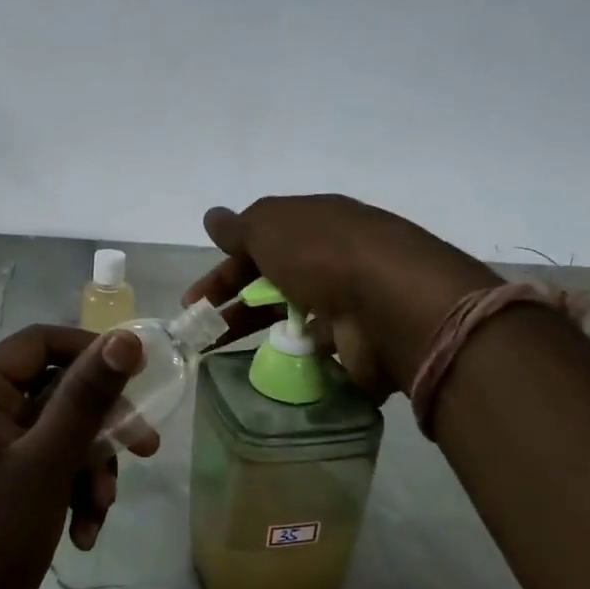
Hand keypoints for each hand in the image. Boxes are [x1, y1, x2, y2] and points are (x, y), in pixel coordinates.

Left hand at [0, 324, 153, 588]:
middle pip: (56, 392)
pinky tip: (83, 534)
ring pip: (57, 434)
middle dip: (100, 427)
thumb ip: (87, 397)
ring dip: (89, 469)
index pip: (40, 342)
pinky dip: (70, 492)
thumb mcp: (48, 462)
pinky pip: (45, 466)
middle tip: (147, 448)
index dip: (91, 350)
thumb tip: (125, 339)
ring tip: (101, 510)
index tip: (139, 373)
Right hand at [183, 195, 498, 396]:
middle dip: (233, 303)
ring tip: (223, 354)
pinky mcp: (360, 343)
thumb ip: (239, 227)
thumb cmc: (323, 254)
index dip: (225, 268)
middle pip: (273, 281)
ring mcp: (349, 302)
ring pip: (293, 317)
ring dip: (259, 331)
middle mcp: (333, 258)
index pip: (260, 243)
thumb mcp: (269, 226)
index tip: (195, 298)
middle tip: (200, 329)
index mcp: (314, 224)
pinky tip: (268, 371)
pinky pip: (319, 351)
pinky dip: (294, 359)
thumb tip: (213, 217)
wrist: (394, 304)